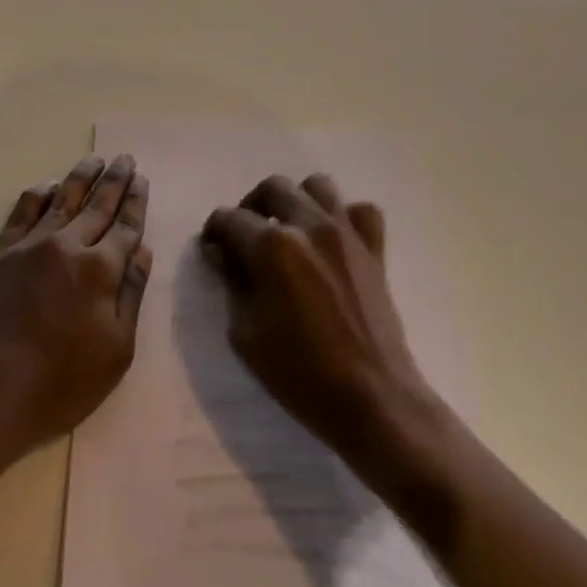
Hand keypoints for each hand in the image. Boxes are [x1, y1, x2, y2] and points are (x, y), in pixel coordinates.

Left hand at [0, 155, 152, 464]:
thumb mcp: (115, 352)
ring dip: (82, 176)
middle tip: (125, 158)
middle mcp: (67, 245)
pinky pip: (24, 210)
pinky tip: (50, 184)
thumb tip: (142, 250)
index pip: (125, 226)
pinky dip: (41, 192)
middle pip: (97, 204)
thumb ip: (130, 295)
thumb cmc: (58, 385)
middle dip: (115, 180)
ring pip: (63, 198)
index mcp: (100, 270)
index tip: (142, 179)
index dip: (136, 202)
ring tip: (95, 159)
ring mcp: (30, 244)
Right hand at [199, 173, 437, 478]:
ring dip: (297, 201)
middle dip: (252, 205)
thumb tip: (223, 253)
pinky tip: (333, 240)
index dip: (215, 230)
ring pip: (318, 187)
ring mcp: (346, 234)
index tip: (212, 247)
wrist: (373, 400)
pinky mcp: (374, 250)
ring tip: (289, 229)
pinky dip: (344, 218)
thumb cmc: (300, 374)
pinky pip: (360, 212)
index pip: (231, 219)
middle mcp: (309, 226)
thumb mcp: (245, 333)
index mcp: (272, 247)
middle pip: (273, 187)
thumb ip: (232, 282)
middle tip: (246, 235)